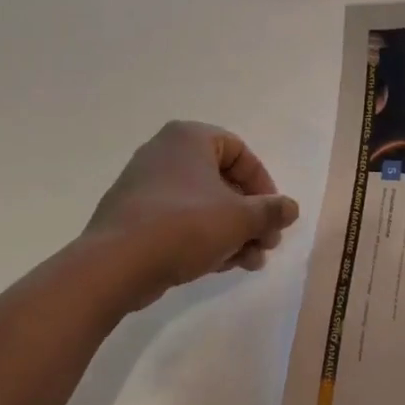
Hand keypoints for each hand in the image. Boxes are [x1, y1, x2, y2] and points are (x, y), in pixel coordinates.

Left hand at [85, 121, 299, 301]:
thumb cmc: (183, 226)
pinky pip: (179, 220)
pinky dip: (204, 238)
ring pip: (203, 205)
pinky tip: (221, 266)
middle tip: (266, 244)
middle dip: (249, 216)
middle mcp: (165, 153)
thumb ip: (271, 211)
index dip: (263, 184)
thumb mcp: (239, 219)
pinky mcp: (134, 216)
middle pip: (222, 181)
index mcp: (188, 138)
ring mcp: (145, 185)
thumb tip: (290, 208)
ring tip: (250, 263)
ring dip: (232, 232)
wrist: (114, 266)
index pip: (239, 152)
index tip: (273, 215)